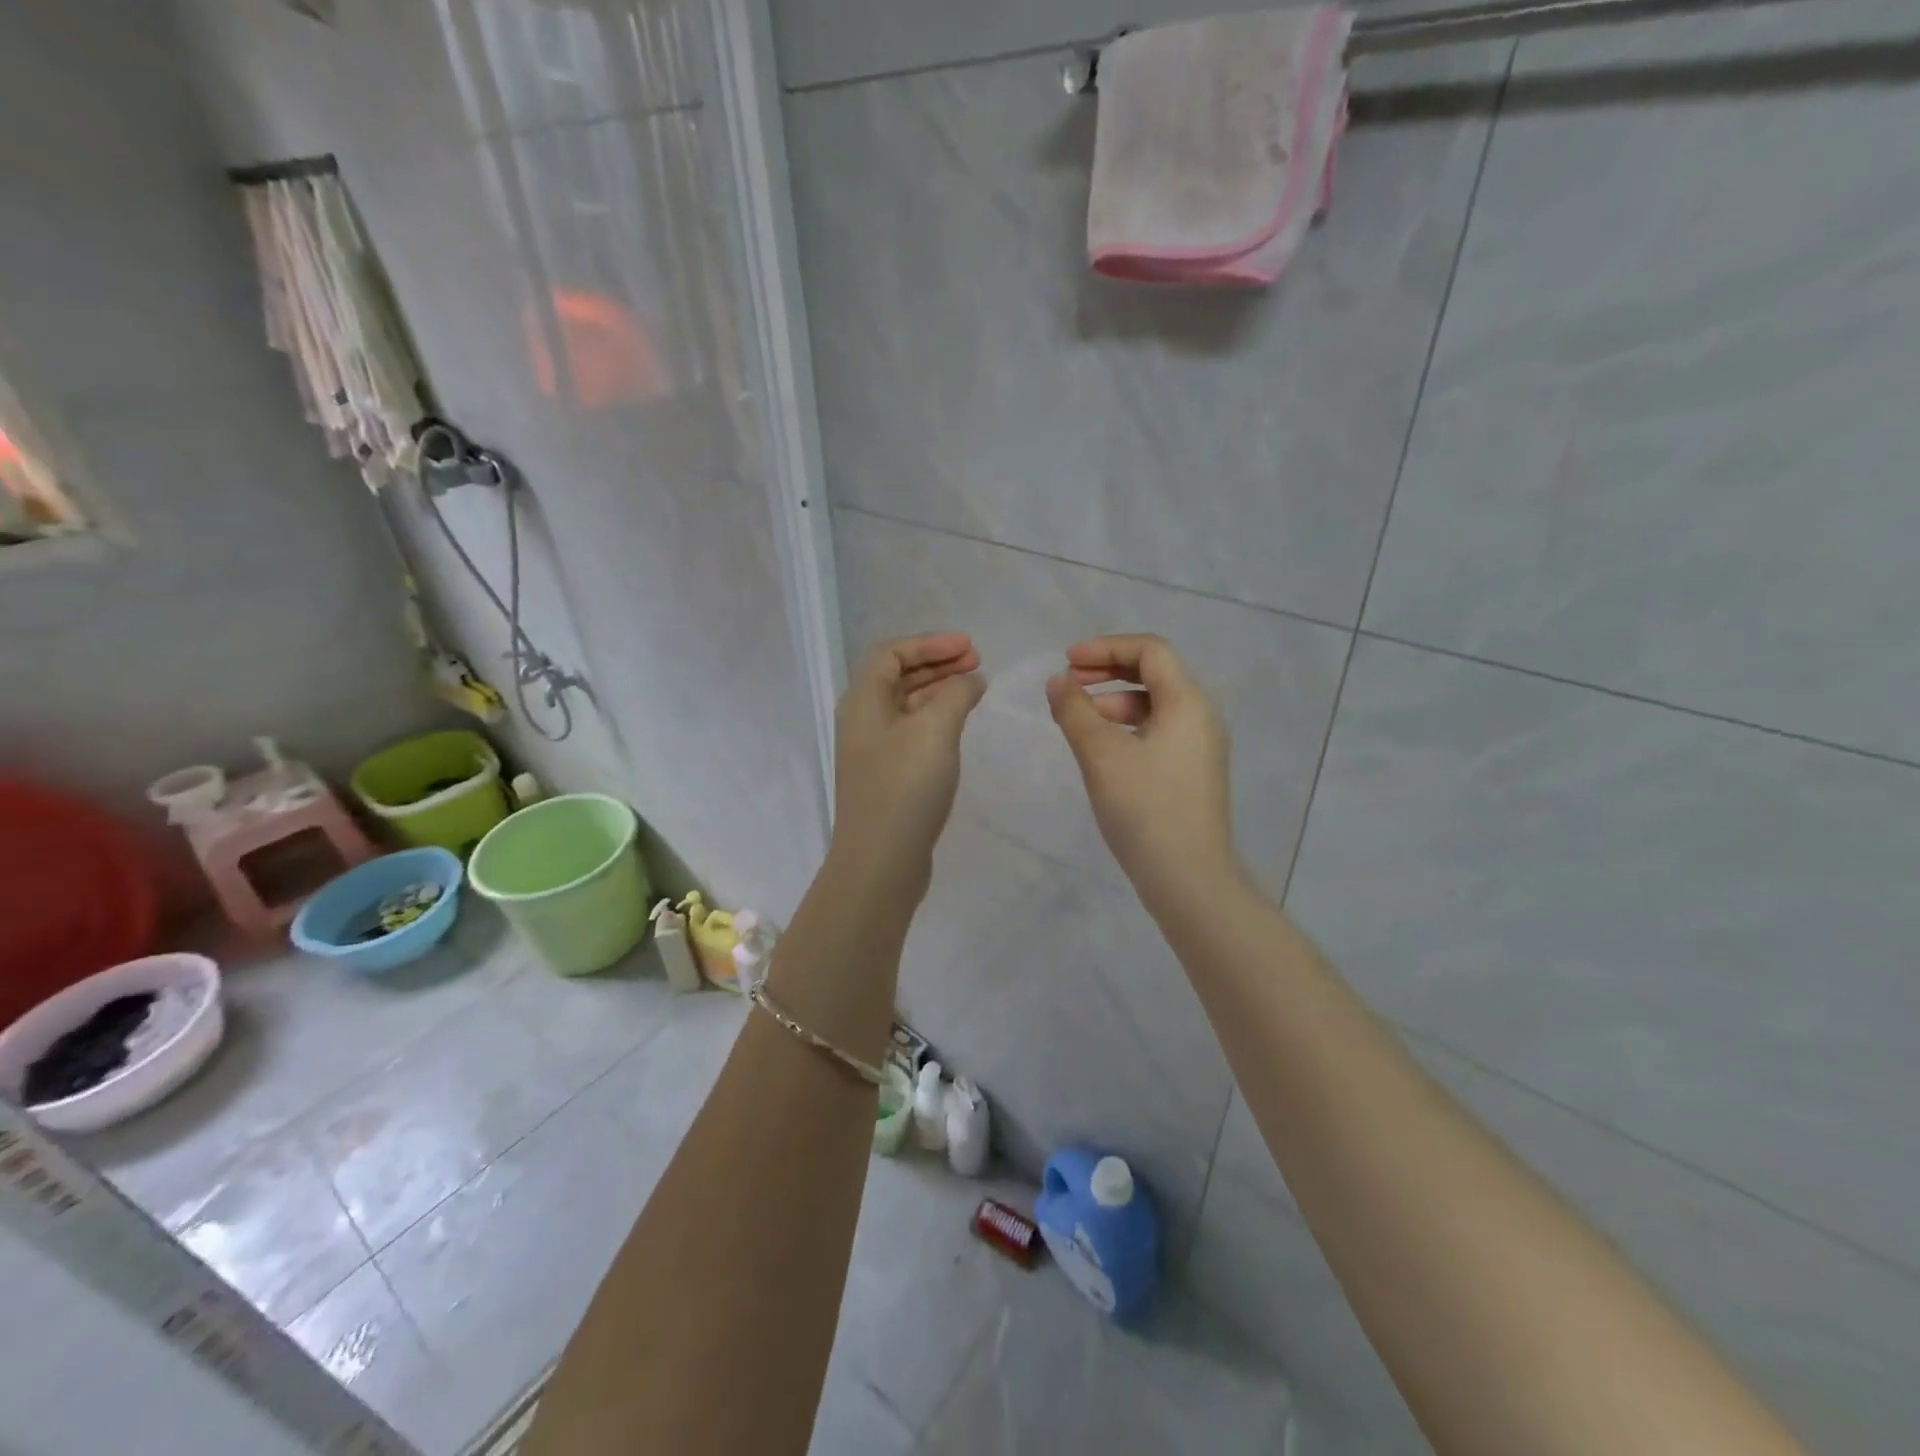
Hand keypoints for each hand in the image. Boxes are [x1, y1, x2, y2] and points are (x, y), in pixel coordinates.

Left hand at [831, 632, 984, 889]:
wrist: (880, 861)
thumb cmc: (906, 787)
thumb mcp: (936, 730)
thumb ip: (956, 694)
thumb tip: (971, 679)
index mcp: (864, 701)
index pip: (891, 653)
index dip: (930, 643)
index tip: (969, 648)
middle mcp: (862, 720)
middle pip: (897, 676)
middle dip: (937, 663)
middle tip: (977, 663)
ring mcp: (872, 750)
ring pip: (906, 705)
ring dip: (938, 690)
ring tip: (974, 689)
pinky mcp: (885, 776)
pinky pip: (910, 731)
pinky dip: (935, 718)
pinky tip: (958, 726)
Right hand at [1047, 634, 1239, 910]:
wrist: (1189, 880)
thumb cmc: (1145, 810)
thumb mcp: (1101, 755)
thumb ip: (1075, 711)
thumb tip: (1058, 681)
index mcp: (1187, 703)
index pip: (1150, 650)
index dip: (1106, 647)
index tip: (1067, 662)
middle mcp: (1201, 717)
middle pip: (1155, 674)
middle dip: (1108, 671)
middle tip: (1068, 682)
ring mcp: (1200, 748)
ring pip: (1154, 706)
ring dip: (1113, 701)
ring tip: (1077, 719)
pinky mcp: (1192, 773)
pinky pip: (1157, 732)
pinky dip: (1126, 728)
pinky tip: (1100, 750)